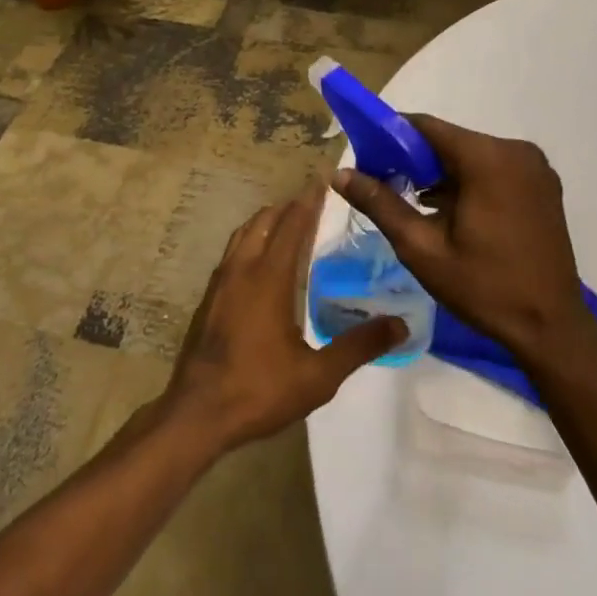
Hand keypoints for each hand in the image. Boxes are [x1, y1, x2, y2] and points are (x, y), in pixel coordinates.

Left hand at [160, 183, 405, 453]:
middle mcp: (242, 269)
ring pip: (243, 234)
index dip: (308, 203)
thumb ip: (358, 346)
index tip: (322, 182)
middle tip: (311, 202)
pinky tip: (259, 261)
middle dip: (288, 207)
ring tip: (287, 222)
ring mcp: (220, 282)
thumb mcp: (318, 376)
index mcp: (269, 278)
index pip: (291, 227)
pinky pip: (232, 252)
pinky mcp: (209, 297)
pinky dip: (250, 240)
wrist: (197, 412)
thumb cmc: (258, 390)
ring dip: (266, 221)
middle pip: (264, 222)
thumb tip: (400, 325)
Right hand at [333, 115, 593, 359]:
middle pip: (449, 140)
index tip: (366, 156)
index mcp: (488, 158)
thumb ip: (380, 203)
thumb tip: (339, 174)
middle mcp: (516, 151)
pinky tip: (450, 212)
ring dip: (441, 173)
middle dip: (414, 158)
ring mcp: (534, 168)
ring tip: (414, 204)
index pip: (426, 126)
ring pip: (470, 155)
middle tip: (386, 186)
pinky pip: (493, 169)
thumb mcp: (422, 248)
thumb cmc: (484, 287)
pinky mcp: (542, 186)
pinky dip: (467, 182)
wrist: (552, 330)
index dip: (390, 135)